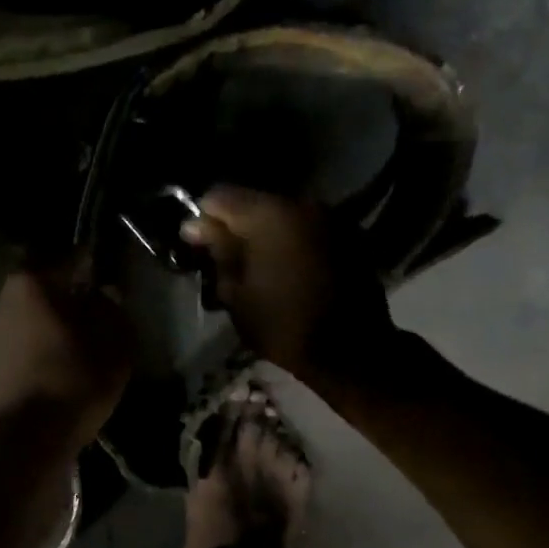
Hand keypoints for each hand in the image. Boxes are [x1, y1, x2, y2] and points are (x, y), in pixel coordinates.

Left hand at [0, 261, 134, 450]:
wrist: (24, 440)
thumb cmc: (74, 380)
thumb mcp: (114, 343)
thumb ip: (112, 309)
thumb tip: (104, 294)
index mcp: (31, 283)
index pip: (69, 260)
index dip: (92, 266)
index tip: (108, 275)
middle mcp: (1, 299)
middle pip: (45, 290)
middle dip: (69, 300)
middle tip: (97, 317)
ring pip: (30, 320)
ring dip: (52, 328)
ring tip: (79, 348)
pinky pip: (20, 347)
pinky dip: (38, 352)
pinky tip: (58, 371)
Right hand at [180, 185, 394, 381]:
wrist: (352, 351)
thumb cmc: (284, 325)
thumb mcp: (236, 294)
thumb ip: (217, 251)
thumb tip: (196, 225)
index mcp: (269, 215)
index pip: (219, 196)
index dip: (203, 219)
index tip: (198, 246)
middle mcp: (302, 204)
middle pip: (253, 203)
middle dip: (236, 227)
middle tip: (225, 261)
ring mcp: (330, 217)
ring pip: (282, 216)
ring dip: (266, 235)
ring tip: (258, 268)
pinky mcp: (349, 235)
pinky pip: (307, 229)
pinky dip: (292, 242)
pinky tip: (289, 271)